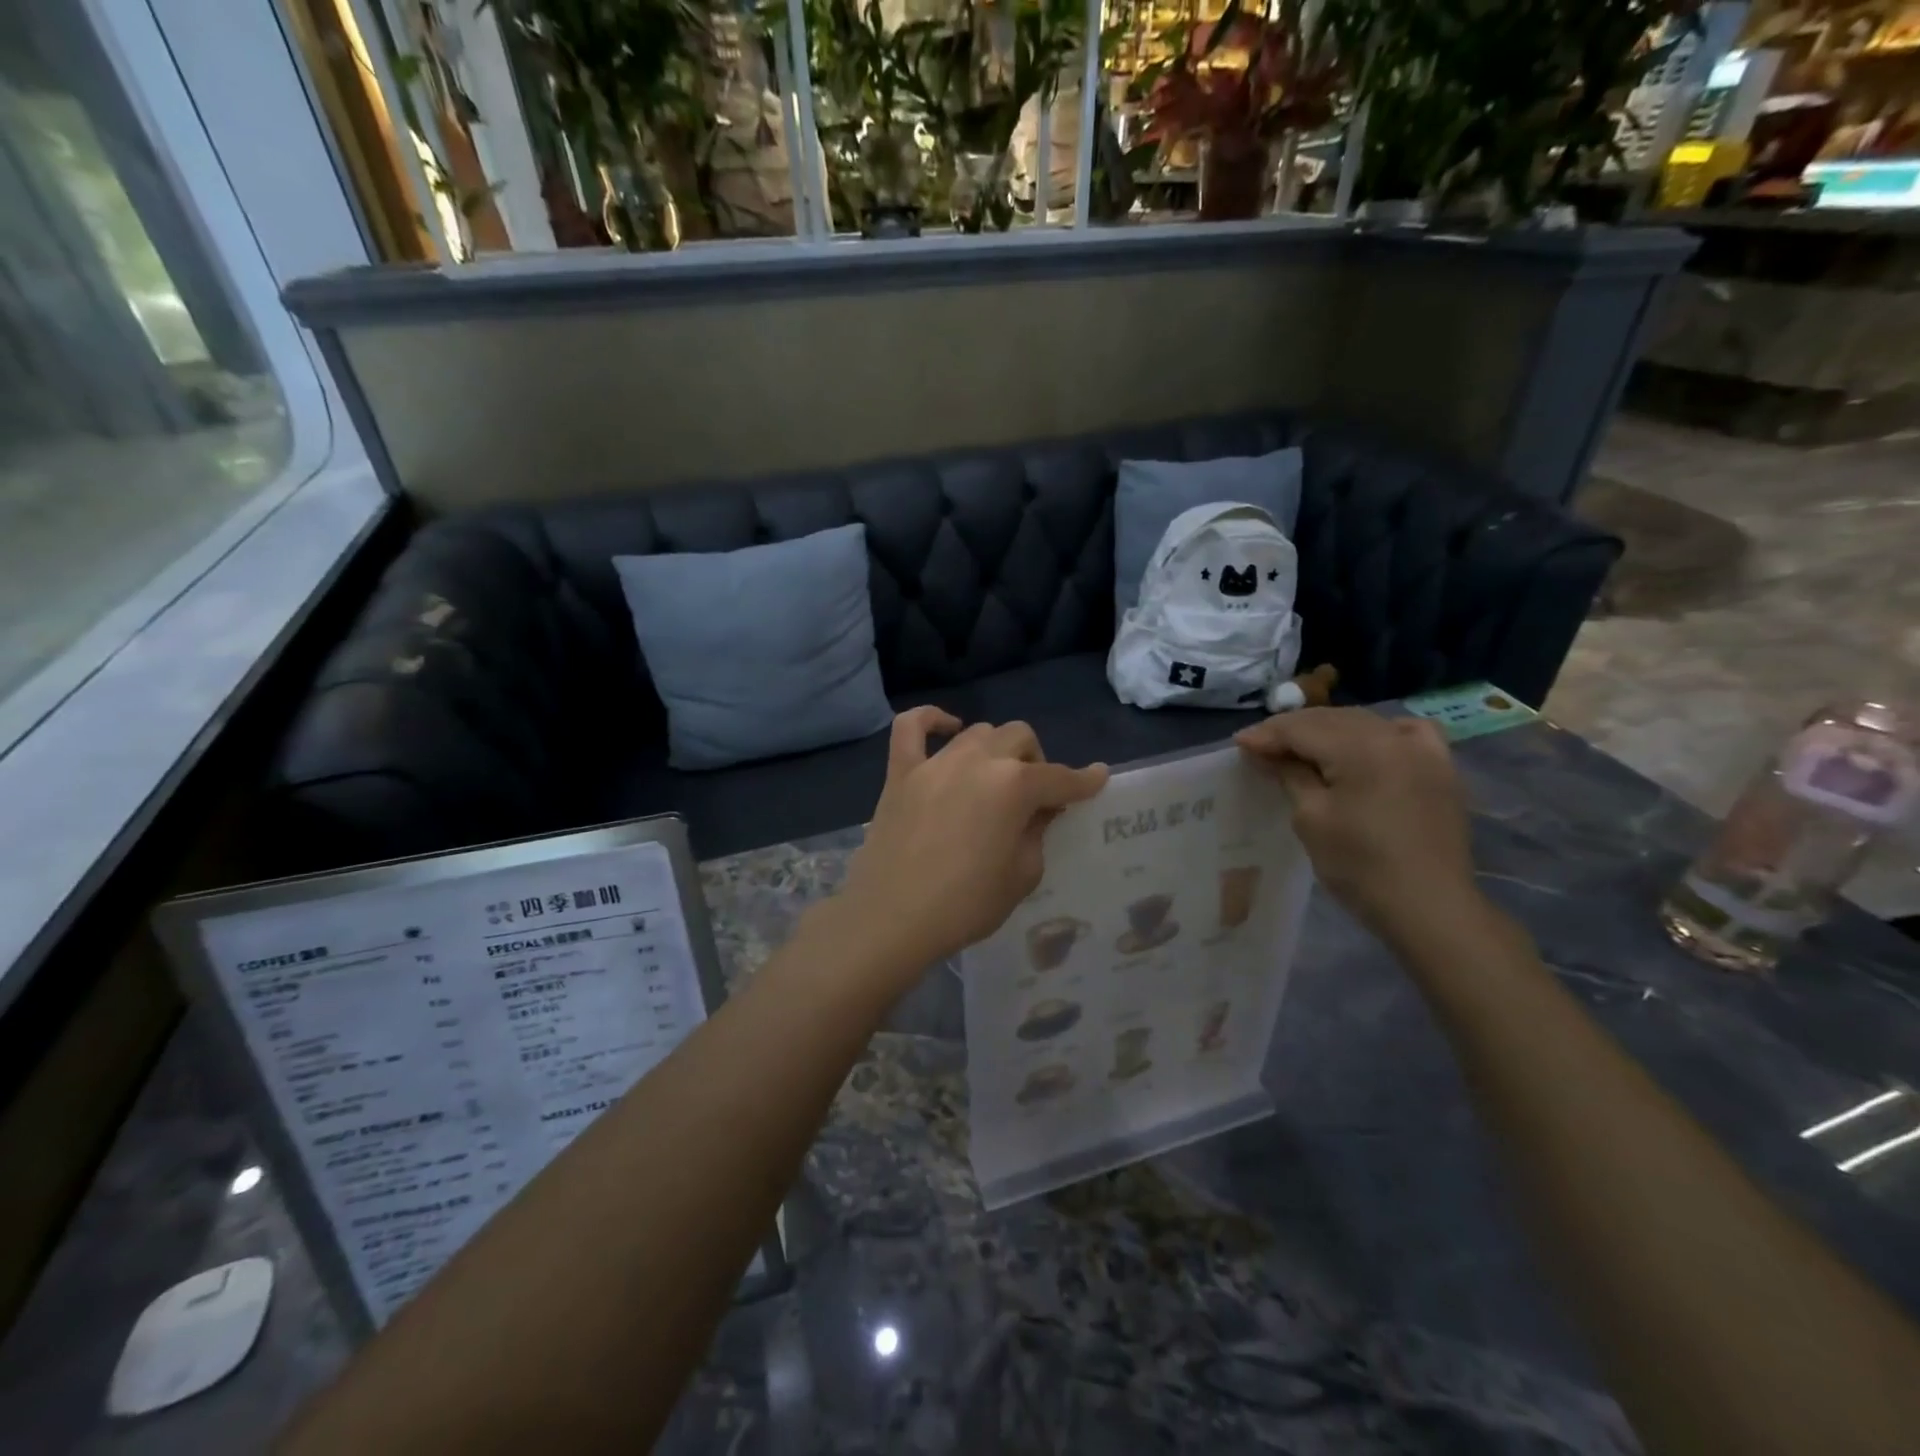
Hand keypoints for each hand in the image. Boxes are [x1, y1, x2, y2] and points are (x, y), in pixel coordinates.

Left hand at [837, 709, 1108, 977]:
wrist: (892, 918)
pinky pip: (912, 727)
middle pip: (1020, 738)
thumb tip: (1036, 813)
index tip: (1097, 778)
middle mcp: (978, 761)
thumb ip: (1036, 835)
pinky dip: (932, 720)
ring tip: (995, 778)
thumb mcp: (1022, 876)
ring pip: (979, 732)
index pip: (1060, 778)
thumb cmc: (965, 905)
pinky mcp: (901, 772)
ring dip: (996, 749)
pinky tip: (948, 729)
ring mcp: (936, 762)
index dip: (1083, 781)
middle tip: (1034, 797)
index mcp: (1014, 786)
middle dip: (1036, 762)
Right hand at [1236, 707, 1480, 943]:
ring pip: (1366, 723)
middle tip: (1261, 746)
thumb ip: (1289, 775)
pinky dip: (1381, 732)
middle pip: (1333, 719)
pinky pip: (1408, 733)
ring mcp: (1424, 751)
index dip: (1267, 734)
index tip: (1239, 744)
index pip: (1302, 729)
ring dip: (1330, 730)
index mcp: (1361, 748)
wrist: (1429, 908)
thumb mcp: (1311, 818)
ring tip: (1302, 747)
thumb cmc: (1359, 866)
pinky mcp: (1441, 769)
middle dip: (1294, 729)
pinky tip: (1370, 743)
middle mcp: (1394, 737)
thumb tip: (1264, 751)